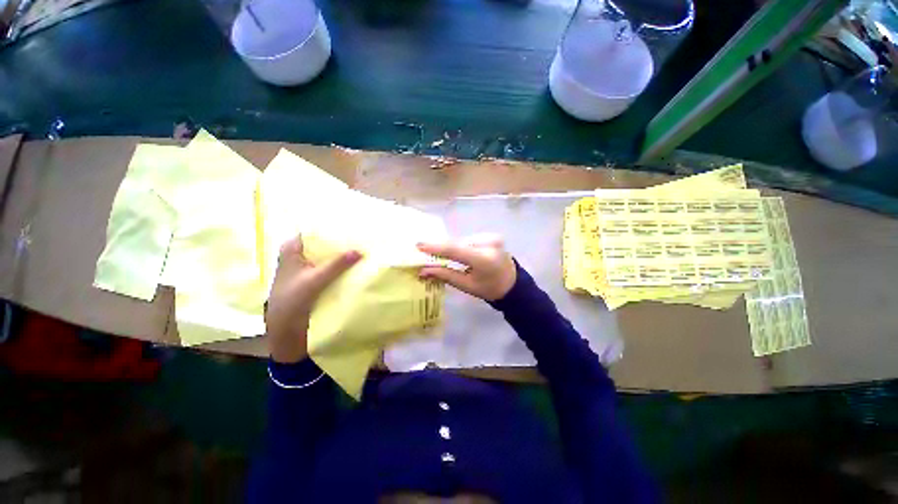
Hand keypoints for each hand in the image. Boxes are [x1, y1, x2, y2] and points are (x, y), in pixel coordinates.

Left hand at [266, 235, 361, 362]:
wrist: (285, 329)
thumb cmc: (292, 300)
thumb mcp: (315, 280)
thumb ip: (337, 265)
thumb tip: (360, 250)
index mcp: (292, 249)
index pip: (315, 231)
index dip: (333, 229)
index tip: (354, 227)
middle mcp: (300, 254)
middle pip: (323, 243)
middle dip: (341, 242)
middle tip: (363, 238)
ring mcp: (307, 266)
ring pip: (328, 255)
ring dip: (342, 254)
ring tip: (363, 248)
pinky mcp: (315, 277)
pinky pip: (330, 266)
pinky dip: (341, 265)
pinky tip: (356, 264)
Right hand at [417, 234, 516, 301]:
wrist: (512, 283)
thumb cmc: (489, 289)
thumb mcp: (467, 286)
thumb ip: (445, 275)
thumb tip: (423, 270)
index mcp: (484, 259)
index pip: (455, 250)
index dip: (435, 247)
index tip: (419, 245)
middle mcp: (489, 243)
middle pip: (457, 243)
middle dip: (441, 248)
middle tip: (424, 251)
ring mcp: (492, 237)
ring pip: (462, 240)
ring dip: (452, 247)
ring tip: (444, 256)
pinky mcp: (492, 235)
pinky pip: (469, 239)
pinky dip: (462, 245)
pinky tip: (460, 253)